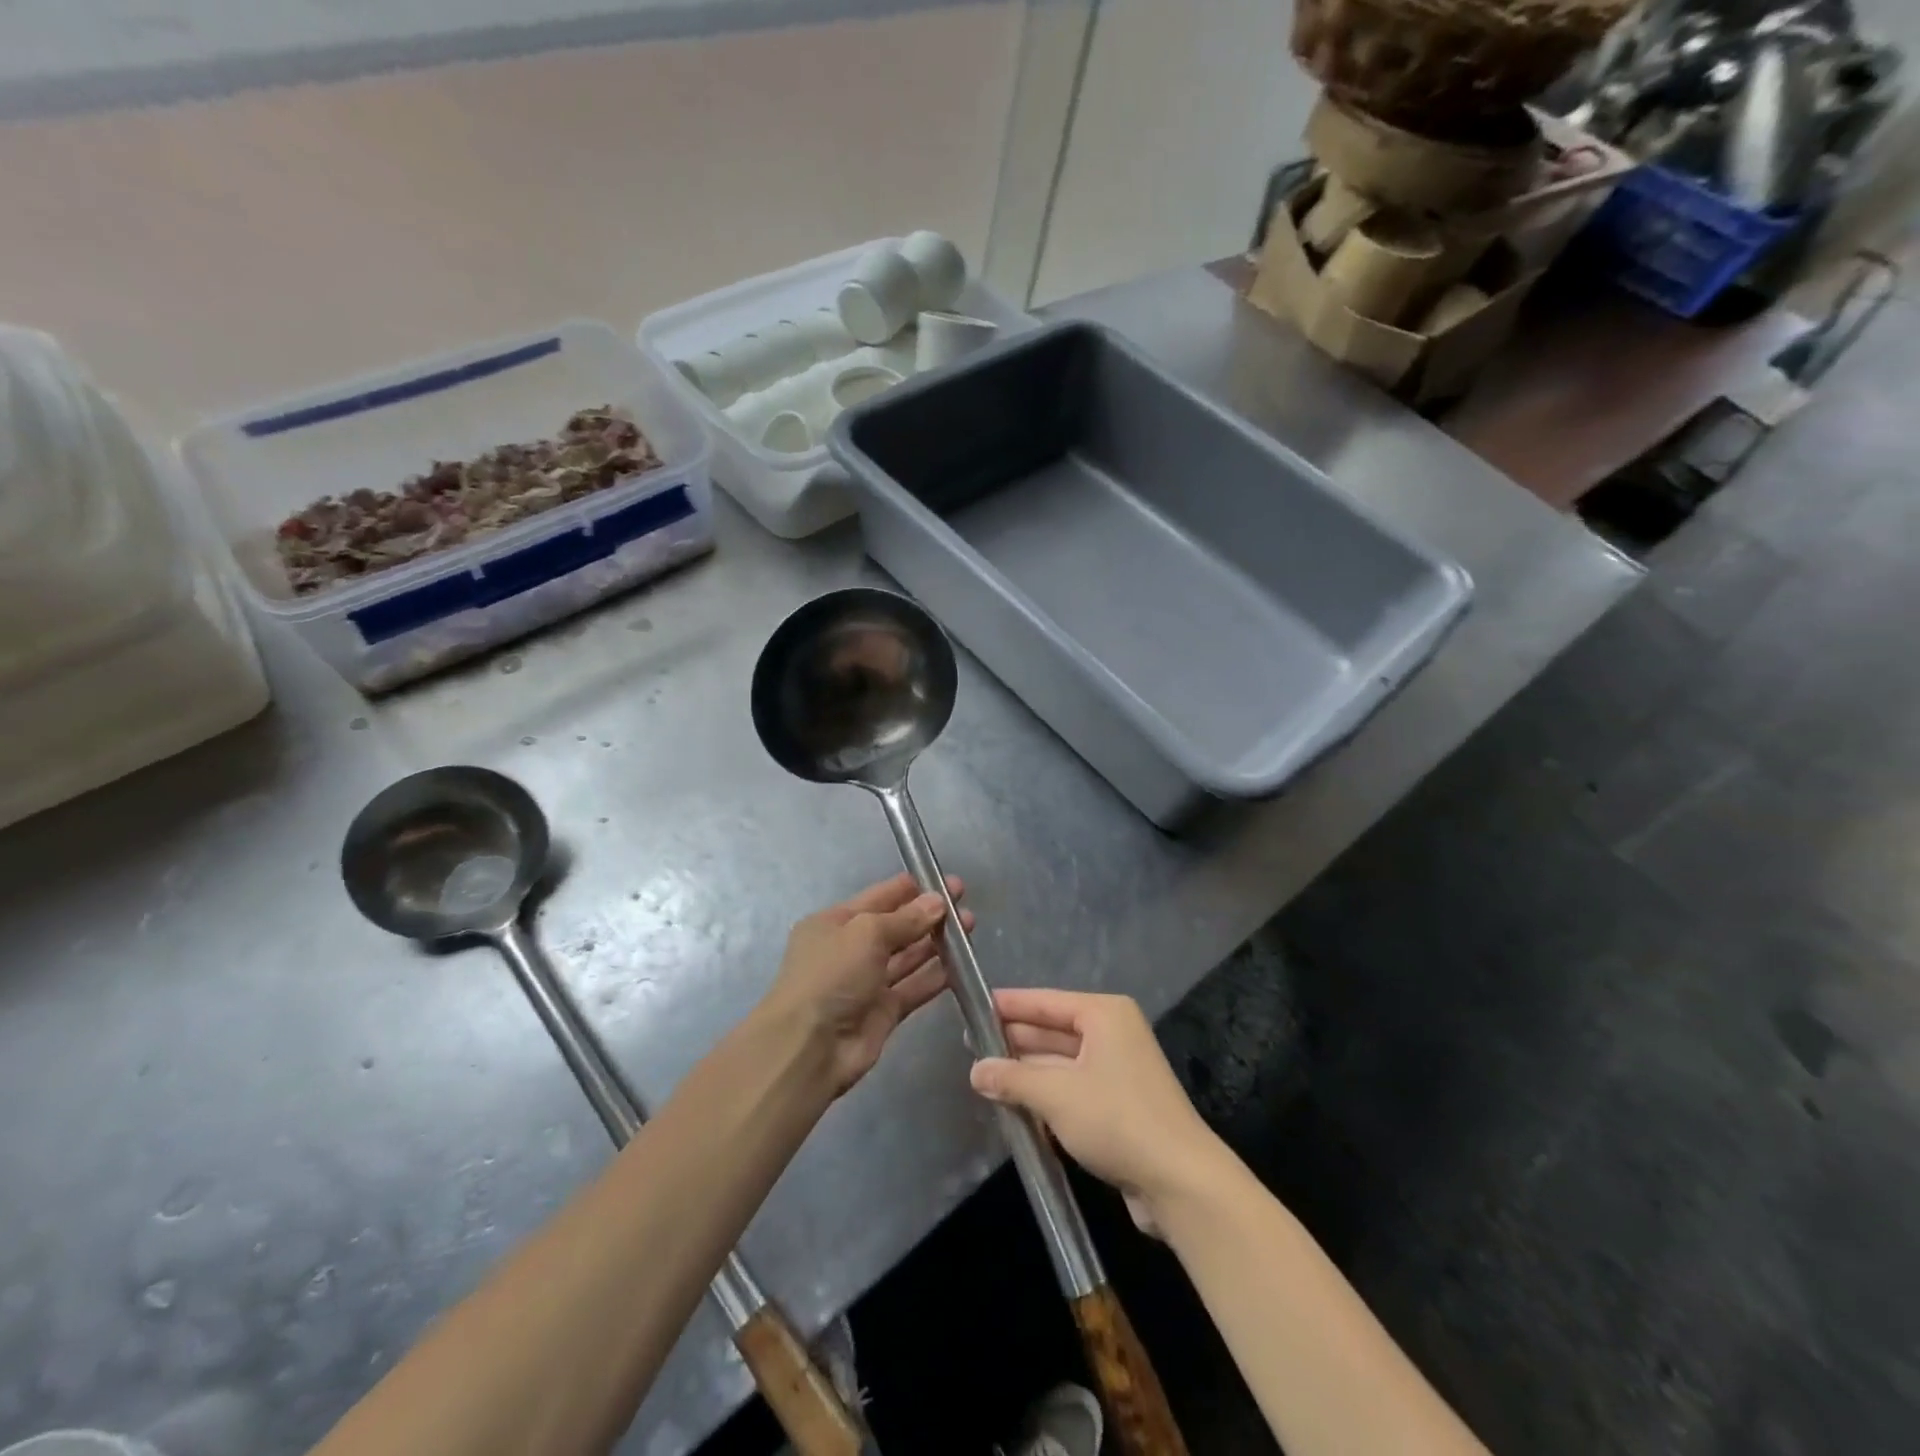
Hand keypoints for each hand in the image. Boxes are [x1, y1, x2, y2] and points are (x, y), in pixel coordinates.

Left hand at [764, 873, 973, 1097]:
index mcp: (834, 922)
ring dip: (936, 943)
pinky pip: (913, 988)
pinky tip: (961, 966)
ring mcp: (867, 982)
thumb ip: (905, 918)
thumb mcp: (866, 933)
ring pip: (907, 956)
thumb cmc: (831, 975)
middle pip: (896, 926)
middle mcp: (850, 950)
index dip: (913, 888)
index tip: (947, 882)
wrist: (809, 1048)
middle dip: (929, 915)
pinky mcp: (883, 1012)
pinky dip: (935, 977)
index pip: (880, 897)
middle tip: (964, 907)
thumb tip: (937, 902)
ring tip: (970, 929)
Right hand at [970, 990, 1225, 1234]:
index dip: (1009, 1005)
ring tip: (985, 1076)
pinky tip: (1016, 1105)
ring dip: (1028, 1071)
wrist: (1180, 1181)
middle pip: (1053, 1029)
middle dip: (1015, 1040)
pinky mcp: (1120, 1104)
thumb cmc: (1117, 1120)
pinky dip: (1047, 1094)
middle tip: (971, 1045)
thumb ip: (1013, 1079)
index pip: (1046, 1001)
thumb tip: (976, 1070)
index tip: (973, 1005)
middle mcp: (1113, 1033)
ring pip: (1061, 1062)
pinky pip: (1073, 1088)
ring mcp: (1118, 1069)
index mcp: (1104, 1014)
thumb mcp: (1056, 1095)